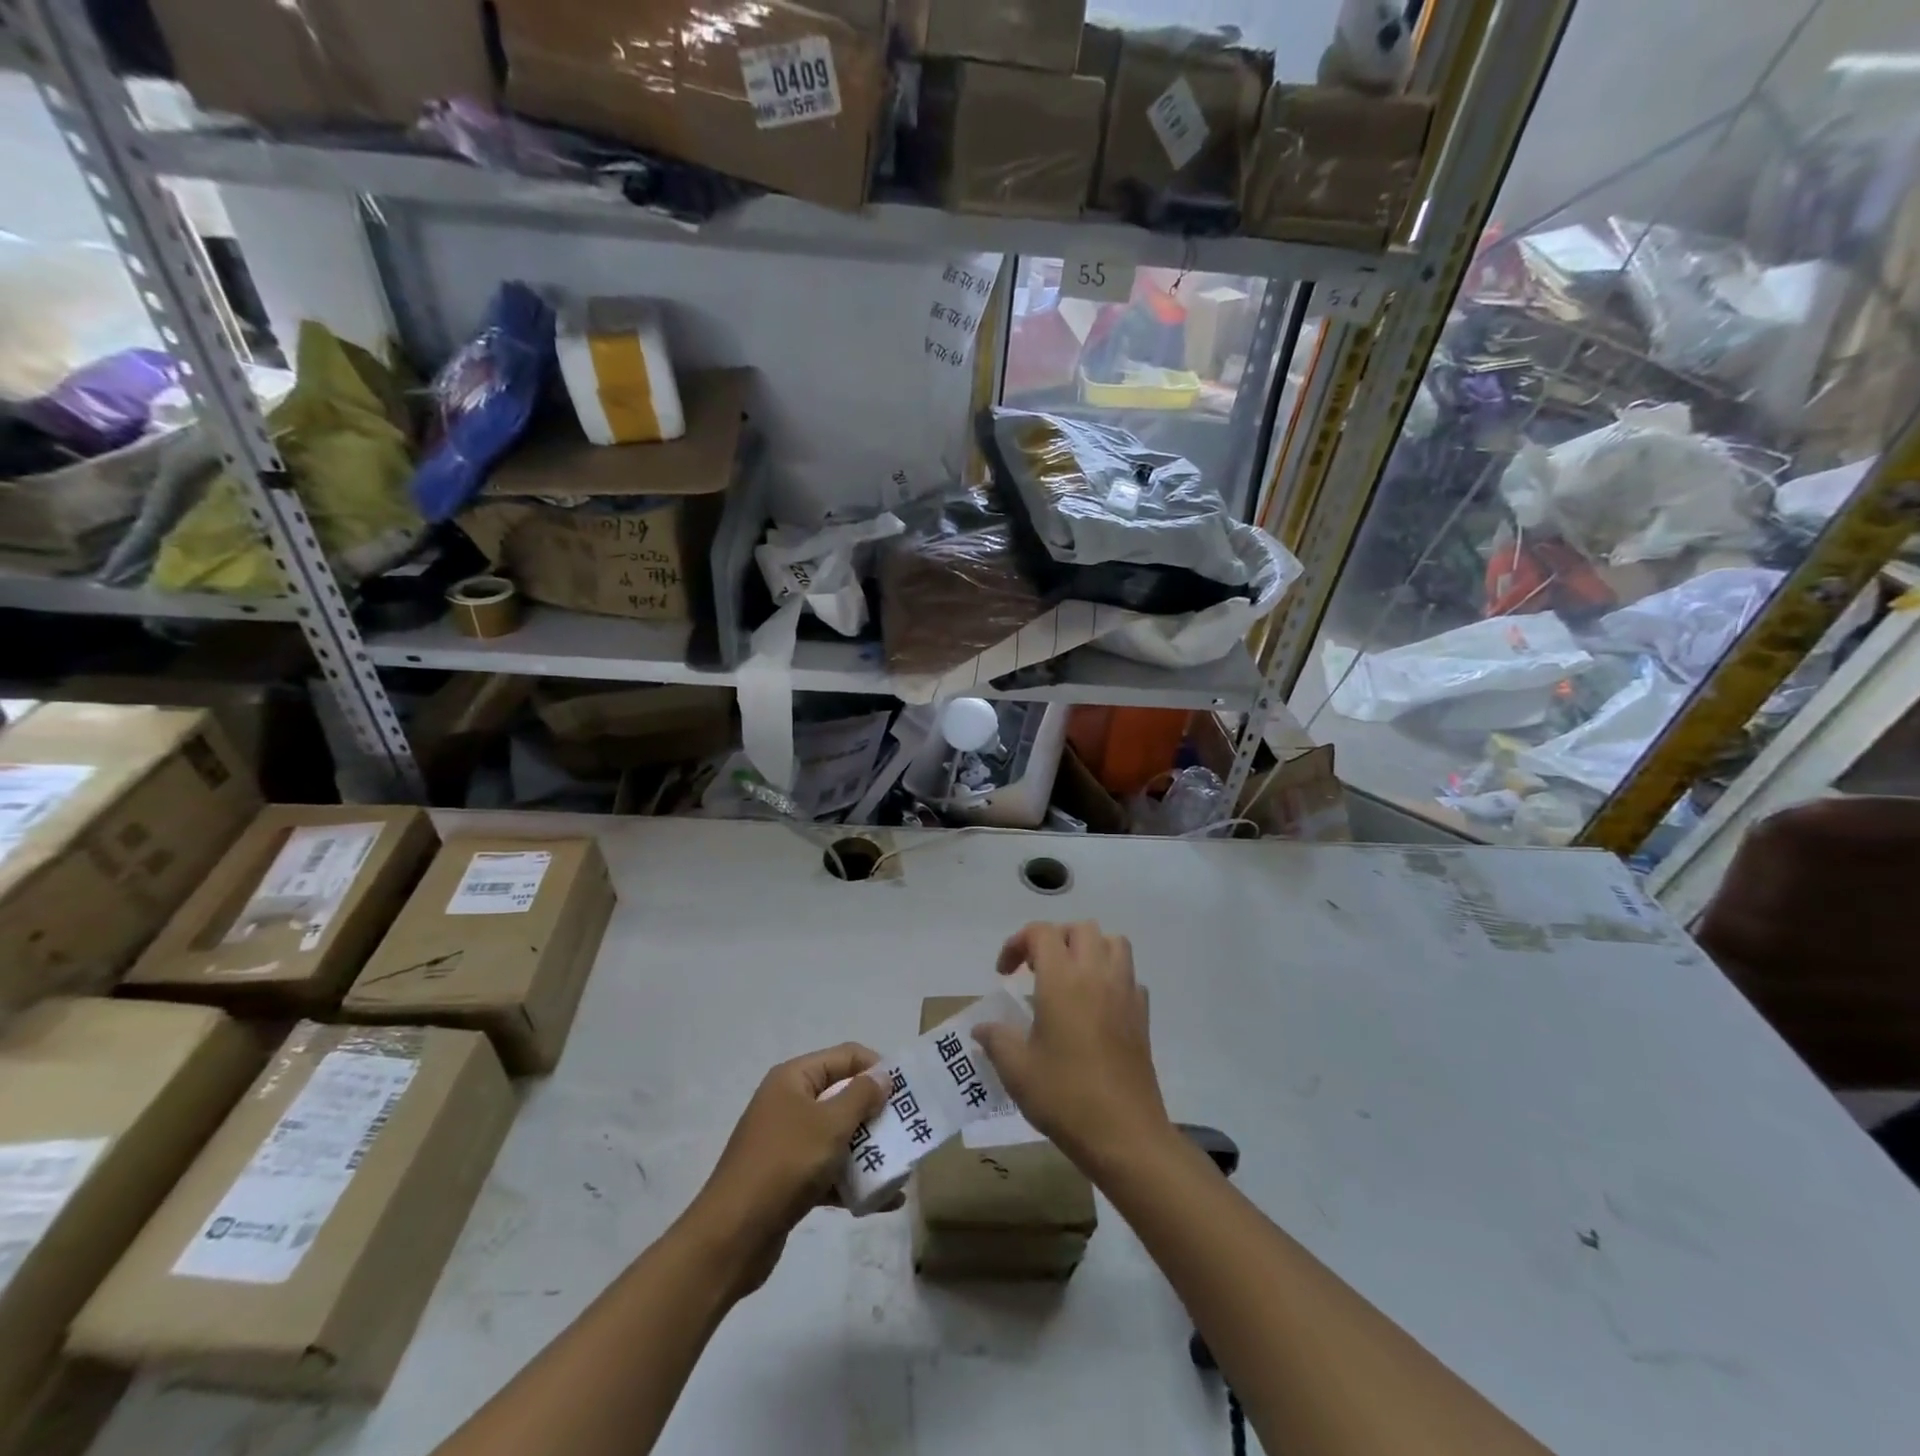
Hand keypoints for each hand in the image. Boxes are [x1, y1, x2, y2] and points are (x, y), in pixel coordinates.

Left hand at [683, 1044, 884, 1296]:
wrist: (731, 1236)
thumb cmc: (785, 1164)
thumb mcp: (830, 1124)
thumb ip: (861, 1096)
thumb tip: (882, 1077)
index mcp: (794, 1078)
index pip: (845, 1056)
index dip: (877, 1068)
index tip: (906, 1091)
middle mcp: (789, 1103)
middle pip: (842, 1096)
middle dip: (876, 1113)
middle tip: (908, 1130)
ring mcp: (787, 1142)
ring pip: (837, 1136)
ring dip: (868, 1150)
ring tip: (901, 1168)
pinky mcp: (788, 1179)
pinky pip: (828, 1171)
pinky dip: (853, 1181)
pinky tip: (884, 1201)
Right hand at [973, 921, 1171, 1169]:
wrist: (1124, 1134)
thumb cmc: (1064, 1096)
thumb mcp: (1017, 1070)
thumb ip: (996, 1040)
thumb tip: (981, 1029)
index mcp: (1062, 980)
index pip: (1041, 933)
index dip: (1018, 943)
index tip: (1004, 973)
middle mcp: (1096, 974)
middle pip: (1080, 929)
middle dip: (1054, 938)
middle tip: (1035, 969)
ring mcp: (1125, 992)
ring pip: (1112, 943)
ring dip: (1088, 948)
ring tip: (1069, 977)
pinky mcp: (1142, 1014)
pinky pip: (1129, 975)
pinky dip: (1111, 976)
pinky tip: (1096, 1005)